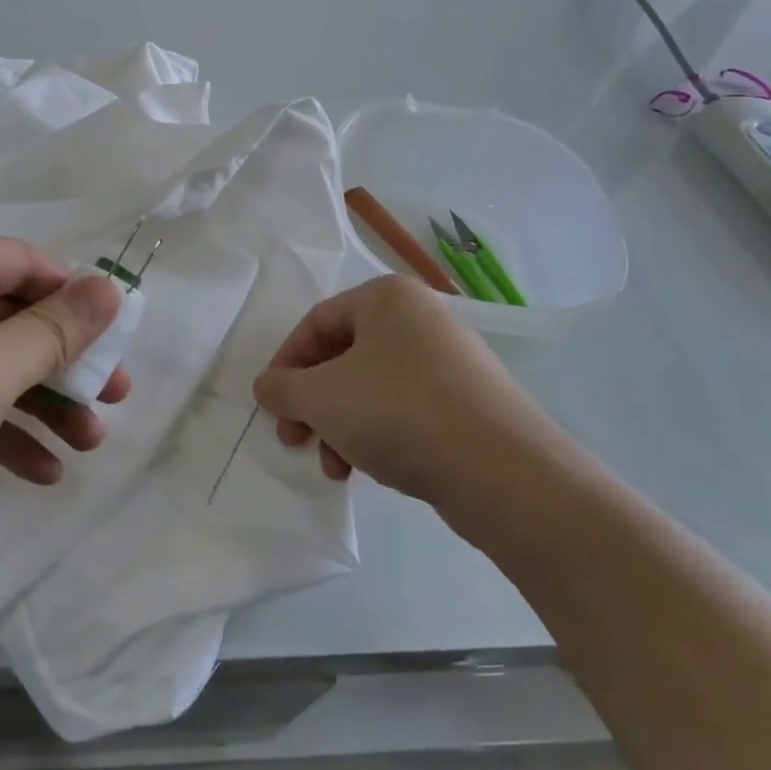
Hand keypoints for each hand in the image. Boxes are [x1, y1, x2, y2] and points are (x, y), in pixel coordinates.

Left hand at [0, 233, 129, 550]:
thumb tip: (110, 287)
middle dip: (65, 361)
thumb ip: (53, 330)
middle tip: (114, 402)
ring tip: (88, 446)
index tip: (117, 343)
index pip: (24, 262)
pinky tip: (39, 473)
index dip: (75, 297)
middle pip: (9, 317)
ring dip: (40, 404)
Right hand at [252, 275, 570, 508]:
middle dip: (312, 403)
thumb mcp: (321, 397)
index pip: (317, 322)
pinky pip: (403, 410)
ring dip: (339, 426)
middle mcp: (421, 320)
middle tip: (293, 439)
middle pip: (343, 357)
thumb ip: (282, 388)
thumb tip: (268, 387)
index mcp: (388, 298)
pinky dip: (375, 434)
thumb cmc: (398, 412)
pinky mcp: (466, 404)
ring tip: (332, 467)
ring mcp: (449, 362)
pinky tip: (365, 470)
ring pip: (371, 388)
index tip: (271, 404)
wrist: (502, 471)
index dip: (285, 363)